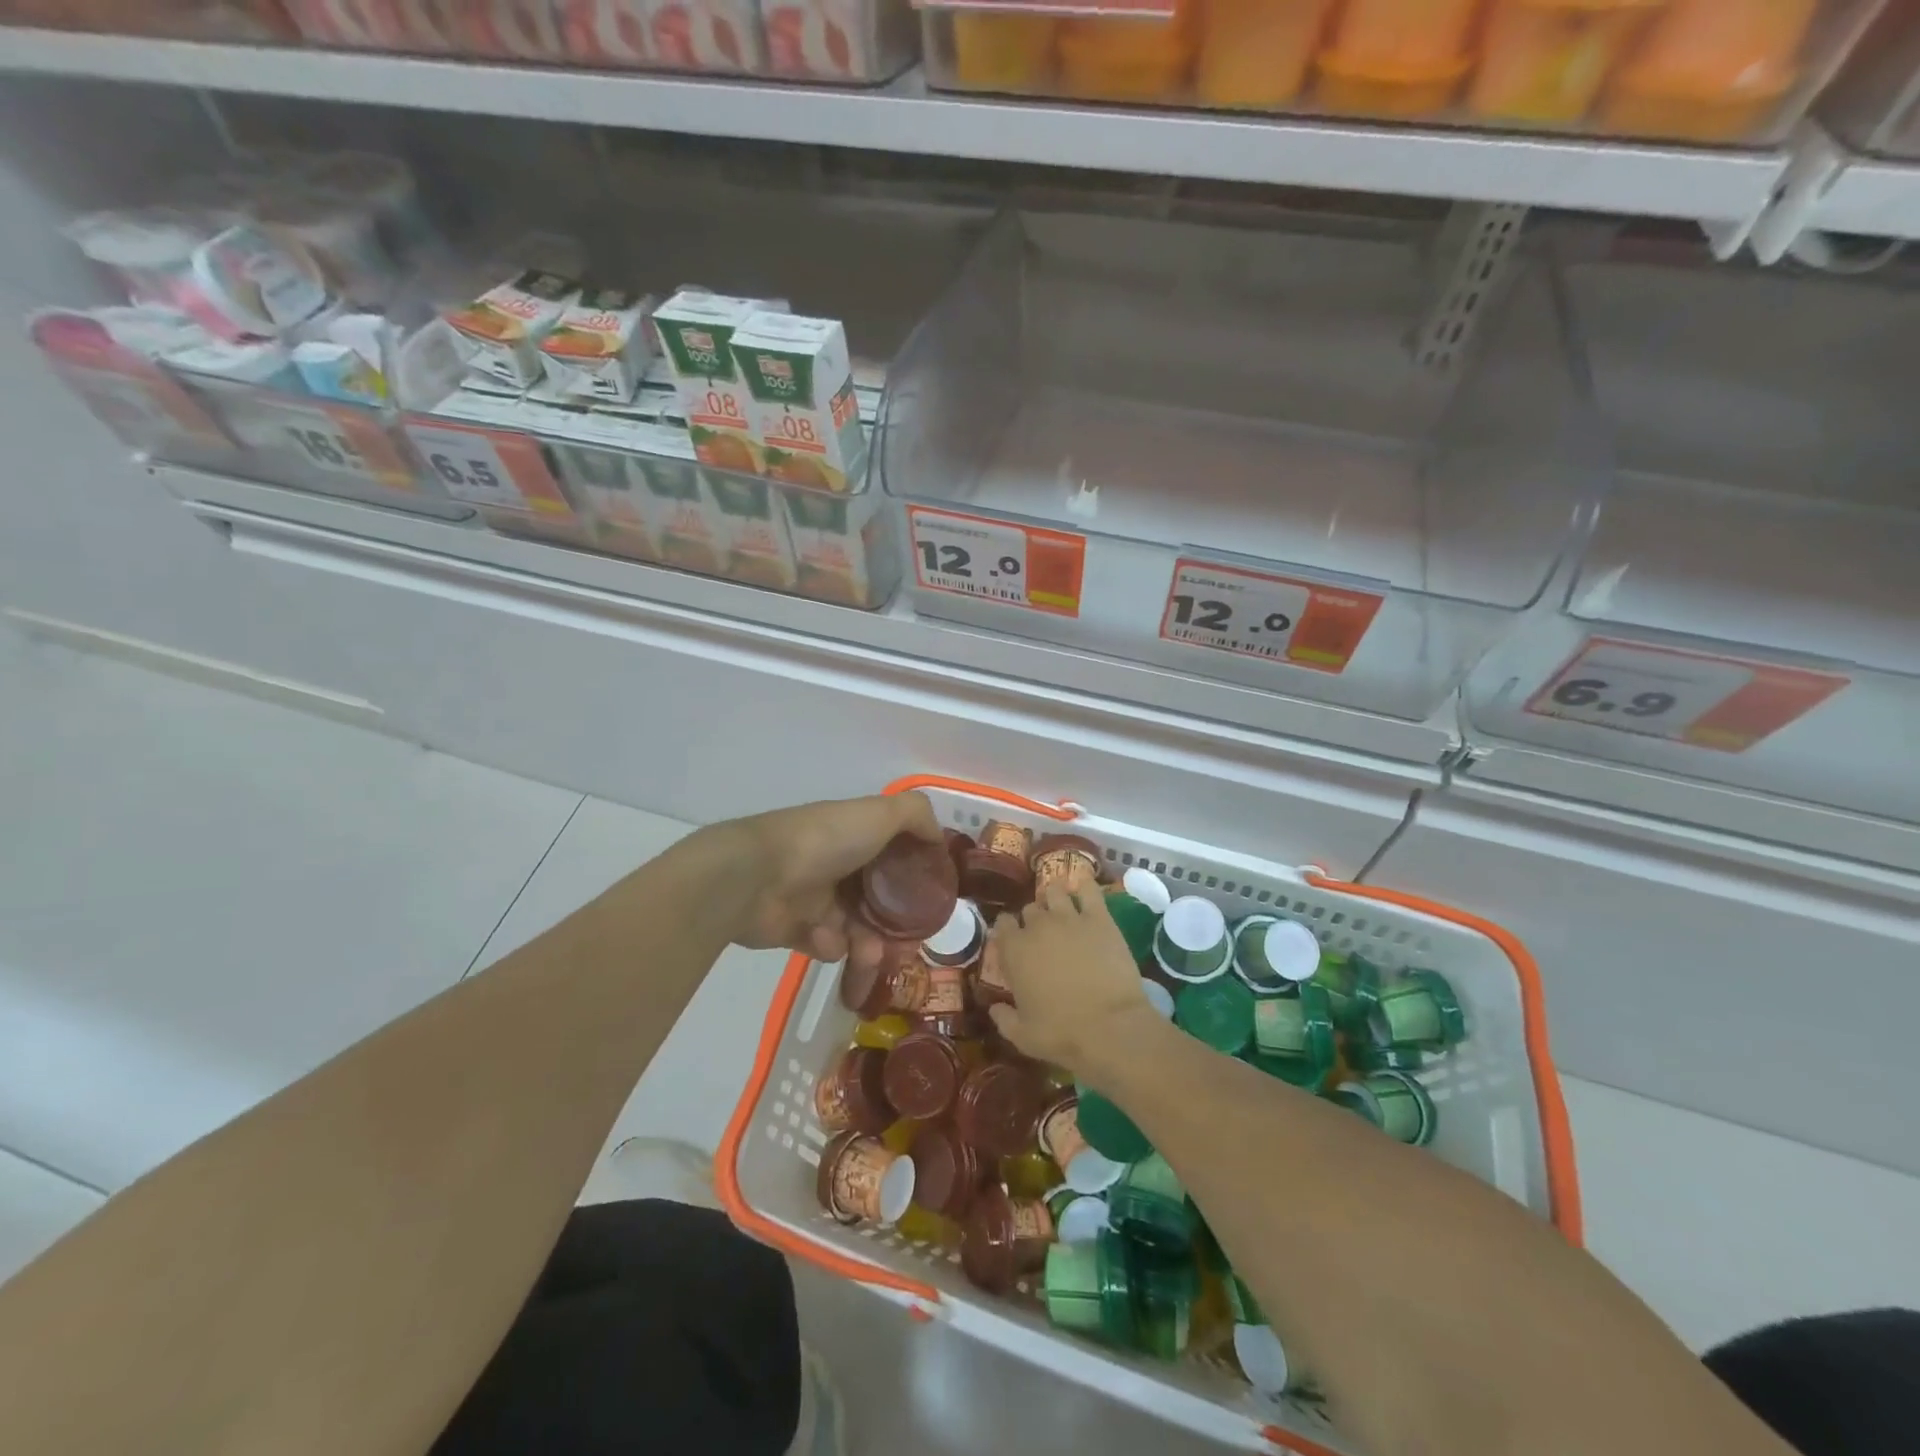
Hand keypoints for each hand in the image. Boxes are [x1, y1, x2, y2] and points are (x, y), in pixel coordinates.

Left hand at [718, 792, 942, 963]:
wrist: (755, 877)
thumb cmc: (823, 841)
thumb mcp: (880, 813)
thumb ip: (916, 816)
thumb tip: (938, 839)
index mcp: (855, 833)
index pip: (895, 853)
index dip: (916, 874)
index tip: (936, 898)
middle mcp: (837, 863)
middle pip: (880, 898)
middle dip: (898, 924)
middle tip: (910, 945)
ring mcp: (815, 897)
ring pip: (858, 928)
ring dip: (869, 944)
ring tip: (870, 955)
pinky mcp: (795, 929)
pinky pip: (827, 945)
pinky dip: (831, 945)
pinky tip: (825, 940)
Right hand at [987, 884, 1163, 1079]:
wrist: (1111, 1028)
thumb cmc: (1062, 1034)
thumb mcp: (1022, 1036)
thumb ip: (1003, 1018)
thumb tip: (994, 1008)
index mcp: (1014, 950)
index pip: (1003, 923)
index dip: (1008, 930)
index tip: (1014, 941)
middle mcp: (1037, 926)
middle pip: (1030, 908)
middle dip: (1034, 919)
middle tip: (1043, 935)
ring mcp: (1069, 917)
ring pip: (1054, 891)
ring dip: (1055, 899)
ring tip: (1063, 911)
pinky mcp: (1099, 918)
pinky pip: (1088, 889)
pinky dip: (1084, 886)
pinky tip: (1085, 891)